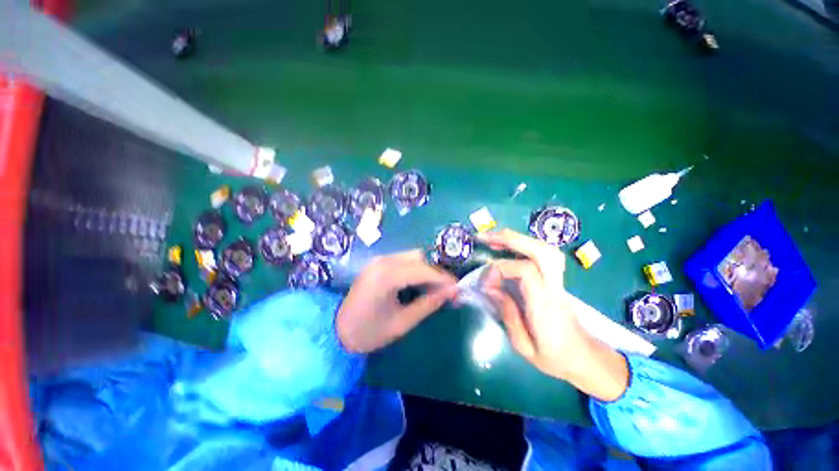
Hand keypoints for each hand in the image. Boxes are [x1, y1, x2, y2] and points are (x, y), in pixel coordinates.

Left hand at [336, 250, 457, 353]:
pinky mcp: (377, 264)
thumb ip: (429, 303)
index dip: (443, 278)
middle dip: (435, 272)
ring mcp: (379, 260)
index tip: (458, 288)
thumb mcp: (402, 322)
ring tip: (433, 289)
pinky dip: (415, 270)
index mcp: (387, 276)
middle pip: (419, 257)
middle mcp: (383, 261)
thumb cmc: (368, 332)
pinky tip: (418, 284)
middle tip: (445, 290)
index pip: (423, 270)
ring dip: (425, 270)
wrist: (334, 331)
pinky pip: (403, 261)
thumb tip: (453, 291)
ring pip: (412, 257)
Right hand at [479, 229, 628, 400]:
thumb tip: (489, 288)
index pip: (526, 271)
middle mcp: (554, 287)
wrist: (586, 359)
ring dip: (516, 239)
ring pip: (544, 248)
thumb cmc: (554, 357)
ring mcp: (558, 281)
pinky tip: (507, 248)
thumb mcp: (524, 346)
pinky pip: (542, 254)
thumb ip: (506, 314)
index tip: (485, 283)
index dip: (501, 269)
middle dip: (510, 239)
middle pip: (540, 250)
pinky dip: (523, 245)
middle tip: (484, 238)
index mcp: (546, 305)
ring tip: (493, 239)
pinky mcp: (555, 279)